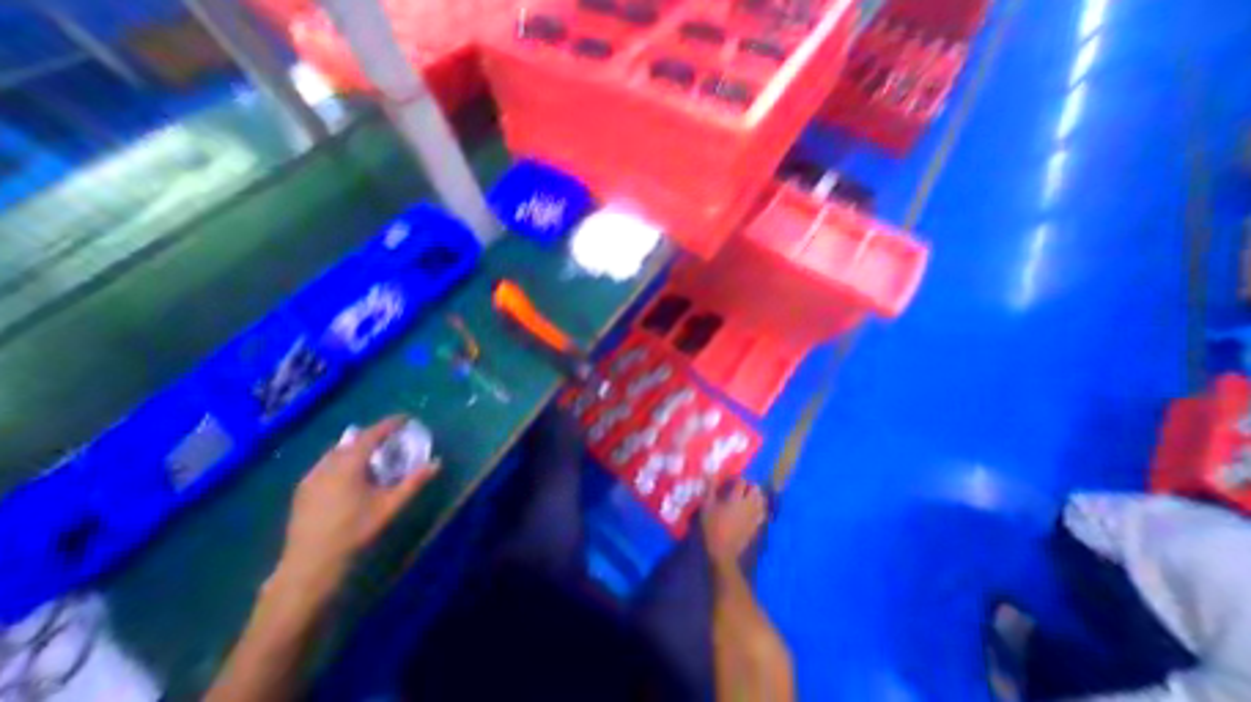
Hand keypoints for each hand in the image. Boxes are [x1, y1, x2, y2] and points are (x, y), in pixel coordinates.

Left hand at [274, 414, 436, 595]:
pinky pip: (326, 463)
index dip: (389, 424)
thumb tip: (437, 462)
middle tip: (392, 435)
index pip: (372, 435)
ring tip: (373, 451)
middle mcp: (327, 465)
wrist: (309, 564)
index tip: (405, 418)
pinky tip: (350, 471)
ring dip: (357, 446)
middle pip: (353, 440)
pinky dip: (342, 458)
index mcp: (348, 465)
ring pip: (337, 451)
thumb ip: (414, 481)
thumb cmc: (354, 530)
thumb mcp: (390, 505)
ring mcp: (311, 477)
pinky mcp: (302, 490)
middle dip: (373, 434)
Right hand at [699, 479, 766, 566]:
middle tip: (742, 488)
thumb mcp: (706, 506)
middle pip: (756, 490)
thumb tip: (709, 473)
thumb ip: (710, 488)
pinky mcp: (756, 526)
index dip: (739, 479)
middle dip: (751, 486)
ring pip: (762, 501)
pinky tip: (753, 509)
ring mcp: (754, 516)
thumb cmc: (712, 526)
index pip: (742, 482)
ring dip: (757, 496)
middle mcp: (748, 505)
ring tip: (749, 497)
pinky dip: (760, 508)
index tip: (733, 481)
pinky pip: (763, 513)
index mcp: (735, 499)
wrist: (722, 551)